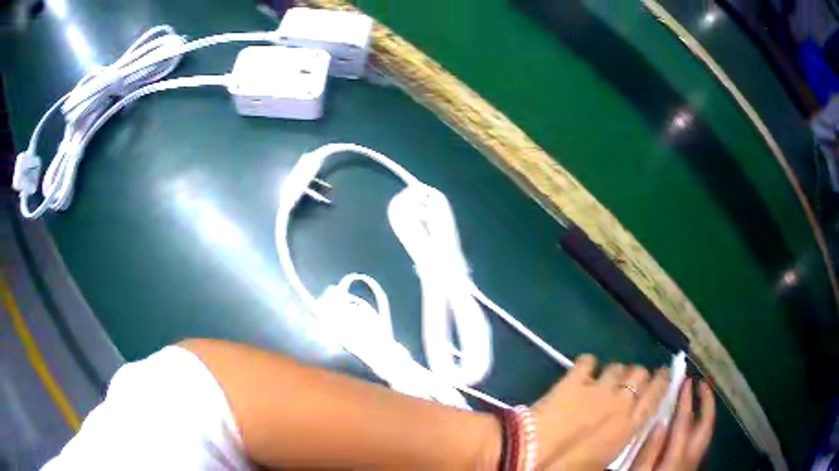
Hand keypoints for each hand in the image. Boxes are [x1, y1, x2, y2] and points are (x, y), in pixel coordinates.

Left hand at [533, 355, 670, 469]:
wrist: (533, 455)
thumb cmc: (570, 467)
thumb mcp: (605, 460)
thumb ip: (621, 438)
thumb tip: (626, 428)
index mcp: (630, 424)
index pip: (657, 392)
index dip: (663, 380)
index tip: (663, 375)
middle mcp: (620, 401)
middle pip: (640, 373)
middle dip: (637, 376)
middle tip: (628, 385)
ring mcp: (597, 387)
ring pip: (618, 366)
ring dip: (615, 372)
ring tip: (606, 381)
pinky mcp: (573, 380)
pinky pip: (588, 361)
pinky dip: (587, 364)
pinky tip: (583, 372)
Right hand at [630, 379, 715, 470]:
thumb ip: (648, 451)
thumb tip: (660, 422)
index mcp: (676, 457)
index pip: (685, 422)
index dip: (687, 400)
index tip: (686, 381)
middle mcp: (691, 456)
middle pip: (707, 425)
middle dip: (707, 402)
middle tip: (701, 383)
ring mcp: (693, 462)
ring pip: (707, 431)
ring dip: (706, 411)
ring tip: (700, 396)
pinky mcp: (690, 466)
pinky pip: (702, 439)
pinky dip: (702, 423)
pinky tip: (693, 422)